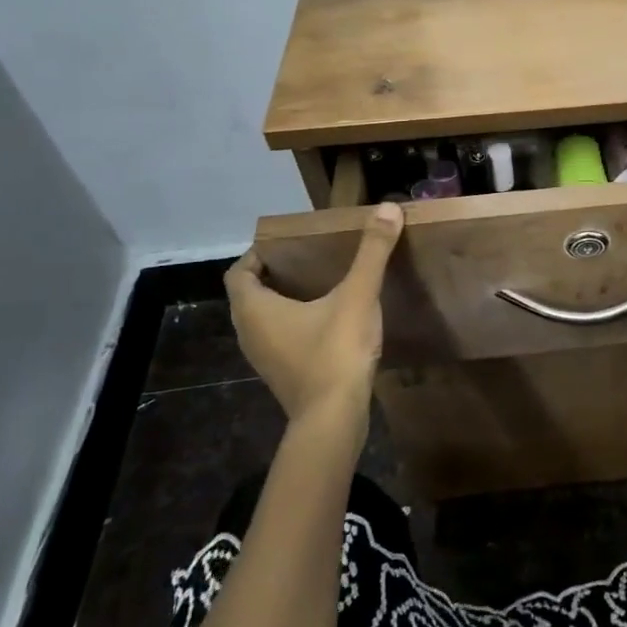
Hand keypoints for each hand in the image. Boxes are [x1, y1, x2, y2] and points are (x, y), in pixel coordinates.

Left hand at [223, 203, 403, 430]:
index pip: (239, 272)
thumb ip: (372, 252)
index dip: (257, 254)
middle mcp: (250, 332)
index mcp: (255, 309)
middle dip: (274, 274)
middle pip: (250, 295)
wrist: (334, 419)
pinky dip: (294, 323)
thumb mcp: (358, 295)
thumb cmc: (336, 352)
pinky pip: (279, 338)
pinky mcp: (282, 375)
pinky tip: (327, 320)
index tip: (287, 244)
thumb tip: (387, 208)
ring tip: (319, 284)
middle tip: (307, 258)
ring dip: (283, 301)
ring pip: (264, 319)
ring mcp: (264, 358)